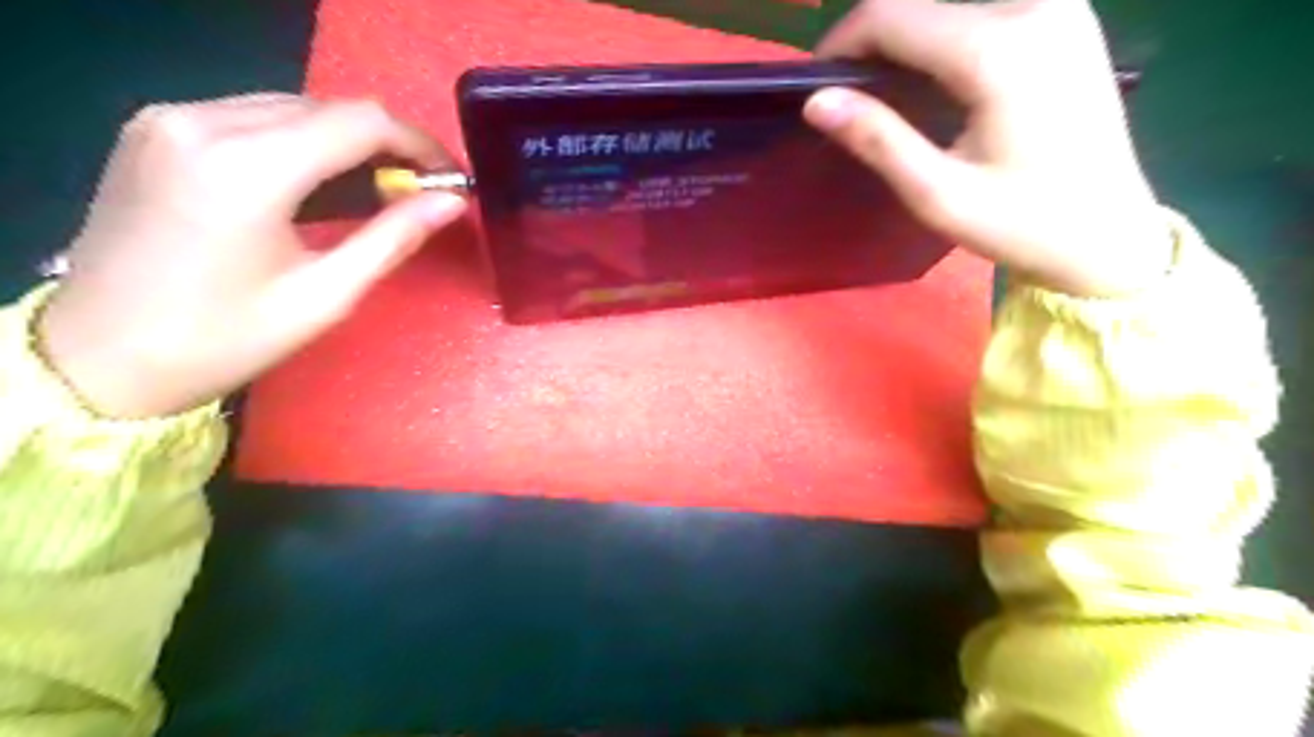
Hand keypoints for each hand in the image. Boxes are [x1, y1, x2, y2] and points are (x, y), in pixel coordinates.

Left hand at [39, 95, 468, 415]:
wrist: (98, 357)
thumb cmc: (223, 338)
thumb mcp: (325, 295)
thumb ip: (393, 237)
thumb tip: (451, 202)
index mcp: (247, 167)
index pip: (360, 122)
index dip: (418, 144)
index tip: (450, 178)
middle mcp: (203, 122)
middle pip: (328, 108)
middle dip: (386, 145)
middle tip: (419, 193)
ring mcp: (171, 119)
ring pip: (292, 108)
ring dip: (347, 143)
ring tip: (377, 192)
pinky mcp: (156, 129)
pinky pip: (253, 117)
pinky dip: (301, 143)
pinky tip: (319, 183)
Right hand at [812, 0, 1169, 294]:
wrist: (1109, 233)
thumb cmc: (1021, 224)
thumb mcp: (938, 194)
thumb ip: (878, 140)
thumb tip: (816, 101)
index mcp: (997, 51)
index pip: (891, 15)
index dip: (842, 42)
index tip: (817, 84)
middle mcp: (1033, 5)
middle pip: (920, 2)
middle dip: (872, 41)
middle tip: (847, 97)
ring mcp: (1058, 5)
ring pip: (948, 3)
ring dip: (905, 38)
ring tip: (884, 93)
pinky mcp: (1067, 16)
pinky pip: (981, 9)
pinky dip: (941, 36)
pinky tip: (932, 79)